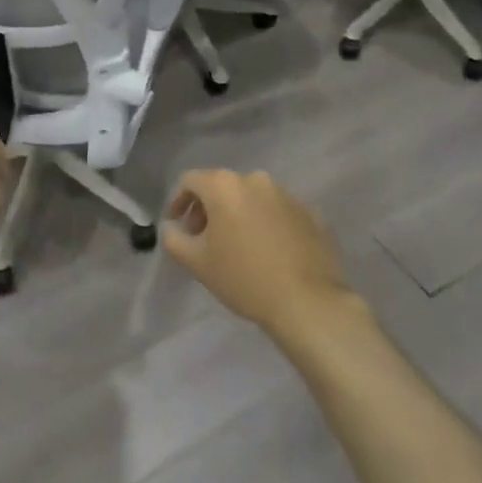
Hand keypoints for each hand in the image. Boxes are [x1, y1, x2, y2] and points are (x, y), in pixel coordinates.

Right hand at [162, 169, 356, 339]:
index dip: (179, 200)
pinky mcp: (310, 212)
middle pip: (222, 186)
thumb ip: (174, 239)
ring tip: (238, 246)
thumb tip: (171, 227)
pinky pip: (278, 212)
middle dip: (209, 209)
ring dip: (239, 214)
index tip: (178, 224)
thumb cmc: (244, 278)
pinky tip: (268, 252)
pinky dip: (266, 223)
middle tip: (204, 239)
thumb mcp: (197, 263)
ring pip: (252, 197)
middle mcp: (255, 179)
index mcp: (225, 185)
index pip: (191, 180)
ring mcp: (286, 194)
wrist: (308, 302)